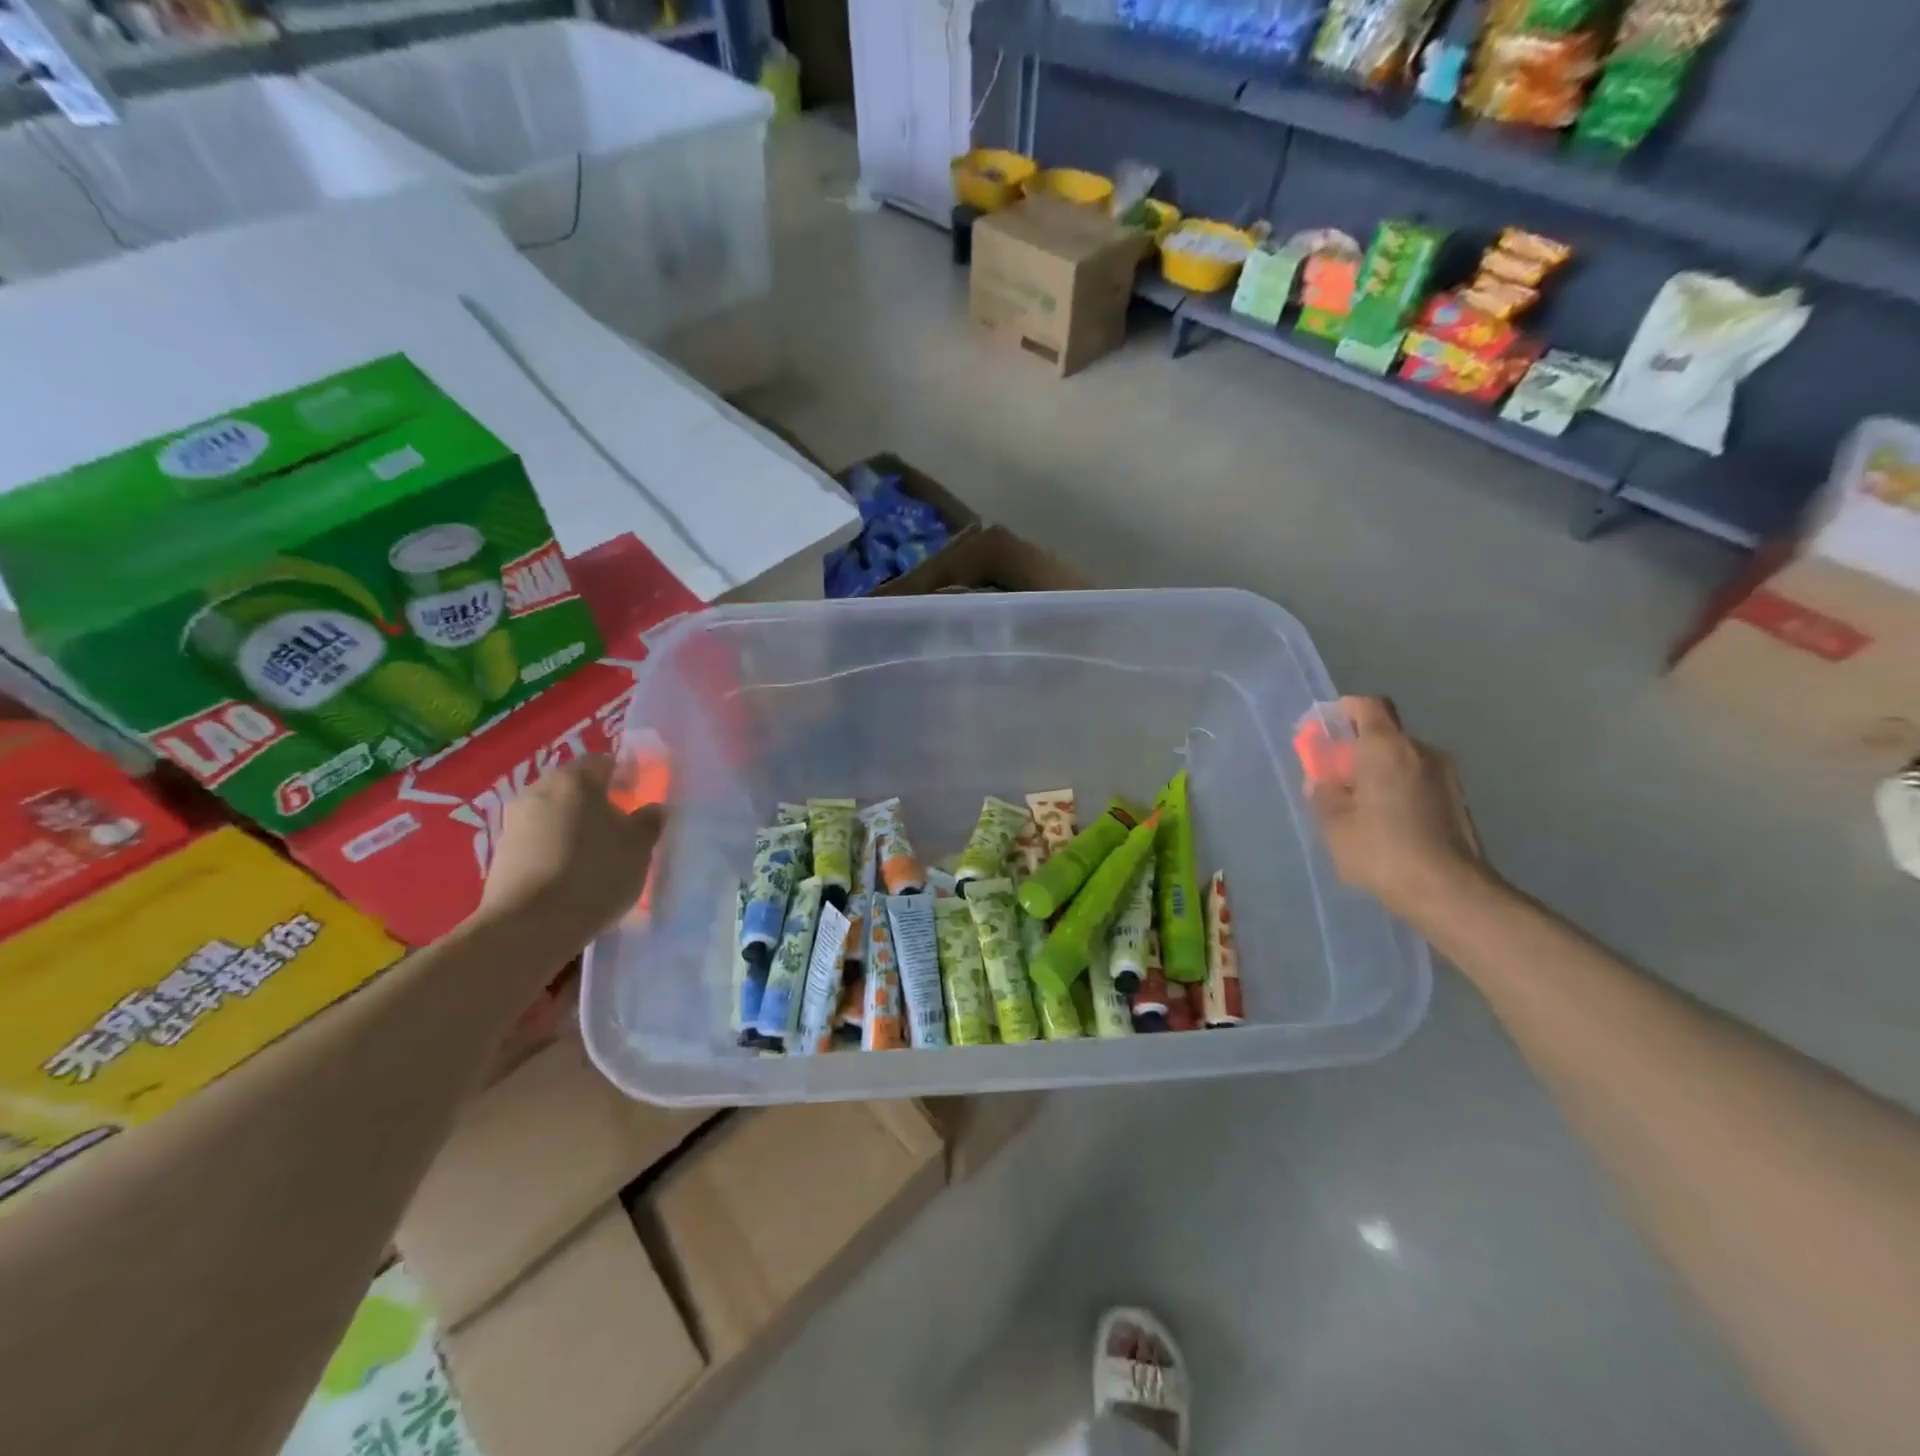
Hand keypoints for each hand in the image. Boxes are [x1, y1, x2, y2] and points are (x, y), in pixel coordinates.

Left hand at [477, 755, 663, 946]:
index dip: (626, 775)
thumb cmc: (594, 873)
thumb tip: (653, 808)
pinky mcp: (501, 853)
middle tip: (621, 824)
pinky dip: (556, 847)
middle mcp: (539, 790)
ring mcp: (514, 822)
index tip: (640, 795)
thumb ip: (649, 821)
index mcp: (574, 779)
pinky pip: (539, 839)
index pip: (605, 762)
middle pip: (575, 787)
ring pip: (555, 813)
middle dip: (598, 801)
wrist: (530, 926)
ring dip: (575, 825)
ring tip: (597, 852)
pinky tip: (572, 872)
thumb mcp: (639, 847)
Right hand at [1306, 696, 1490, 923]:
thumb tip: (1321, 779)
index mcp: (1386, 748)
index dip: (1340, 712)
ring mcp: (1446, 776)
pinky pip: (1417, 781)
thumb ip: (1323, 793)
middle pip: (1383, 734)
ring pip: (1401, 760)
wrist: (1449, 892)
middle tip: (1333, 778)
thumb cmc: (1382, 850)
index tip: (1321, 731)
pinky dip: (1397, 790)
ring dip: (1378, 772)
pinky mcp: (1458, 801)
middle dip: (1356, 749)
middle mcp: (1421, 751)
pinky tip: (1386, 823)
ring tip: (1359, 807)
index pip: (1366, 706)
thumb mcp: (1334, 824)